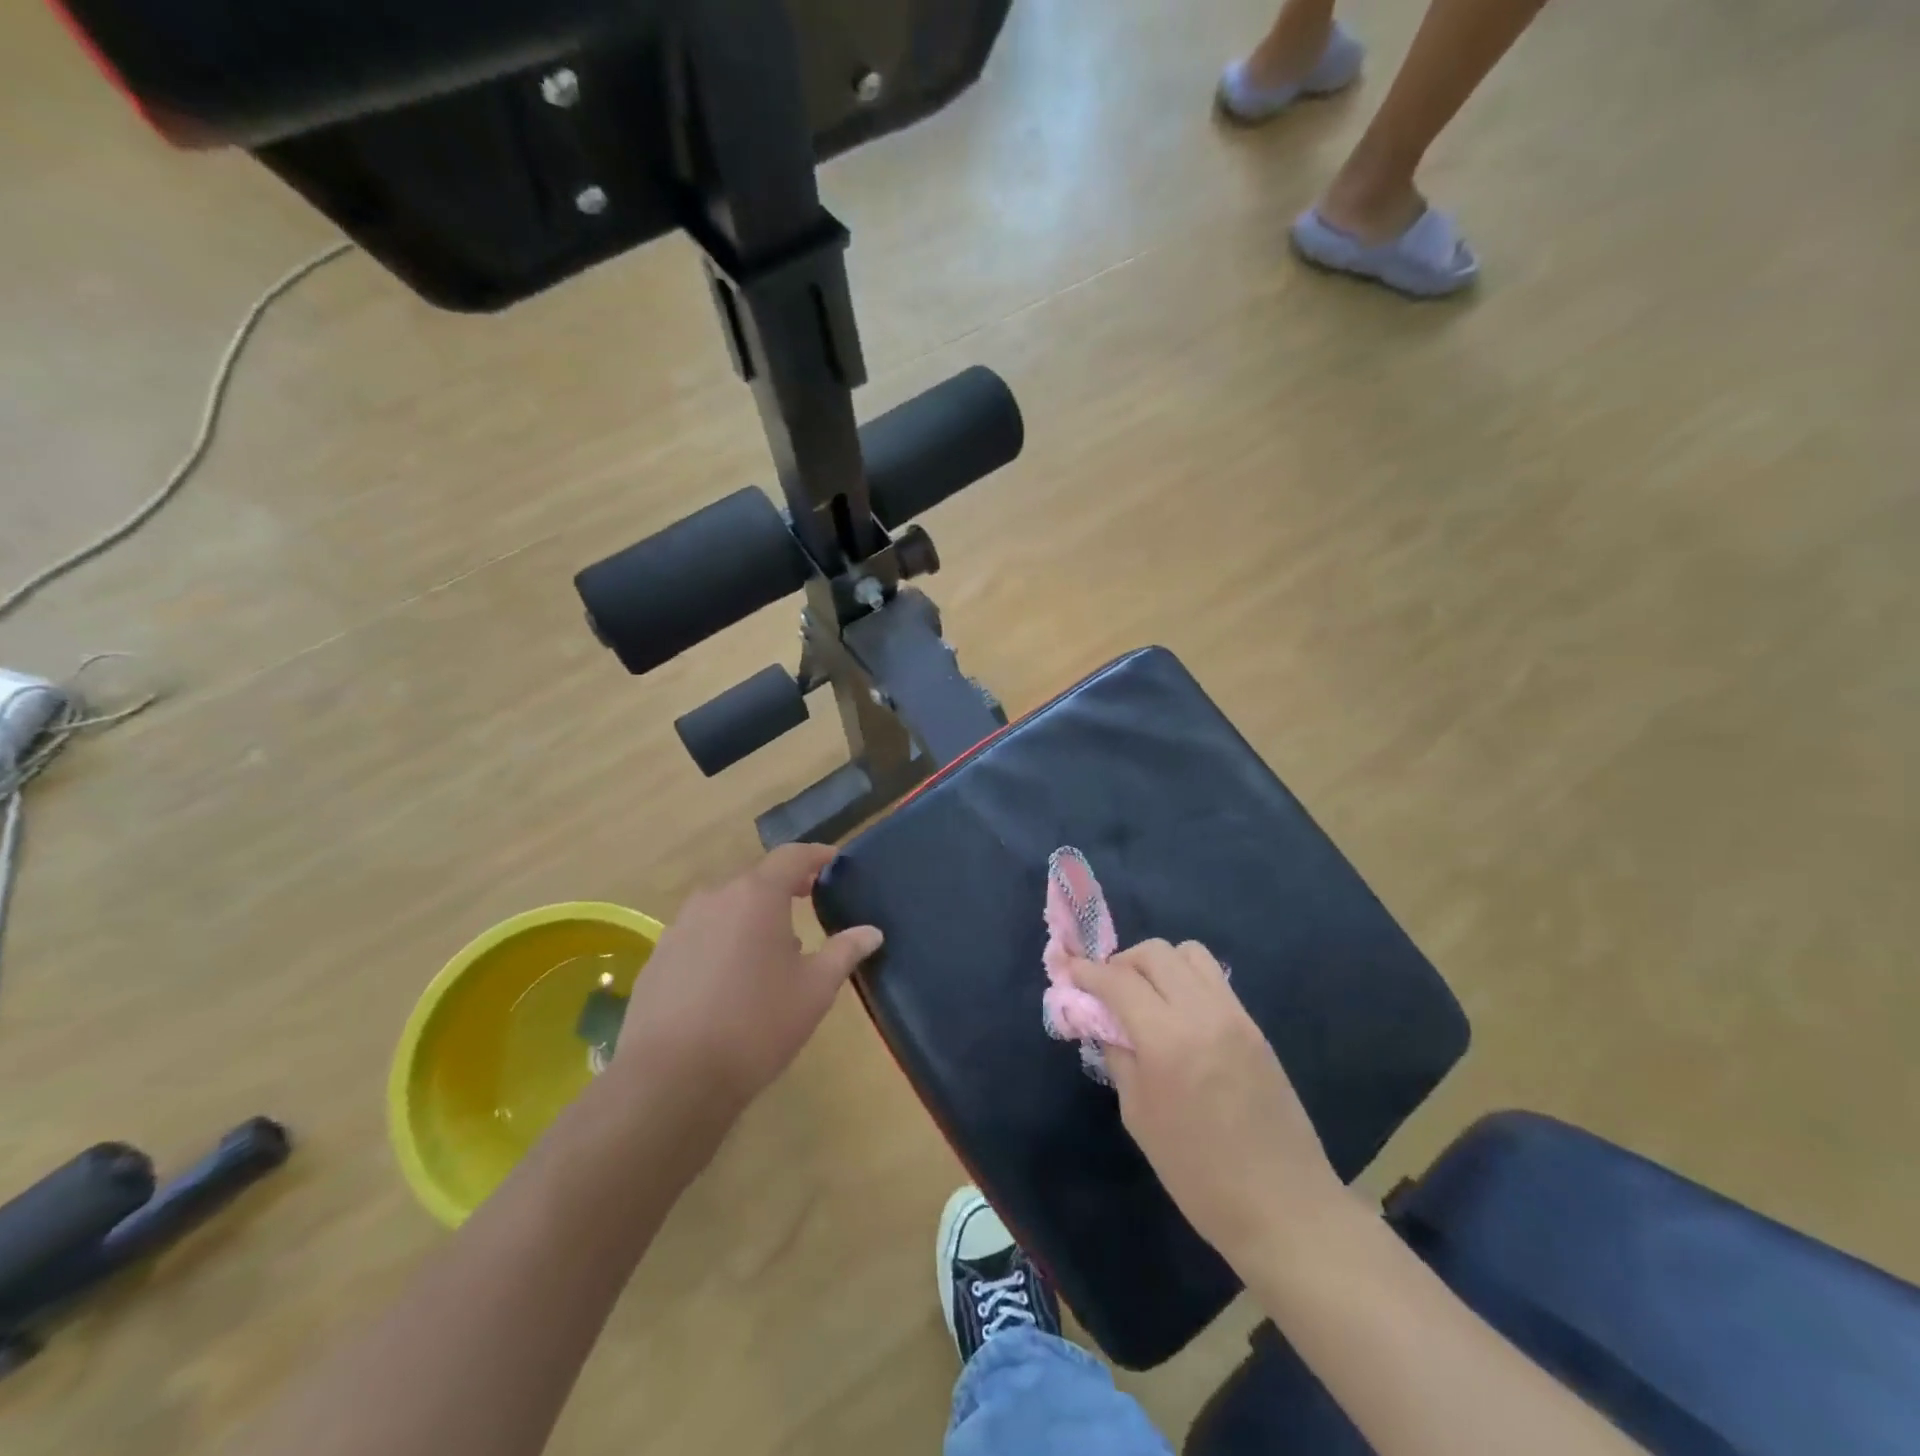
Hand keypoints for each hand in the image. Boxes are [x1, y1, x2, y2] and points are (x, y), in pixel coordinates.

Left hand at [613, 843, 882, 1119]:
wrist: (671, 1079)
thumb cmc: (757, 1025)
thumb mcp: (814, 990)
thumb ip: (844, 952)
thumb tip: (872, 932)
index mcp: (757, 895)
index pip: (792, 856)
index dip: (816, 855)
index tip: (833, 860)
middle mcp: (715, 898)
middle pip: (756, 879)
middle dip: (784, 887)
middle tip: (808, 901)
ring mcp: (681, 926)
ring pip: (726, 906)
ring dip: (752, 915)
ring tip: (772, 947)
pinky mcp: (659, 956)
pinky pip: (701, 933)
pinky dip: (723, 939)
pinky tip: (731, 977)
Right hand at [1075, 941, 1348, 1270]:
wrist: (1284, 1208)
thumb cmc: (1198, 1175)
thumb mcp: (1139, 1116)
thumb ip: (1118, 1056)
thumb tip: (1103, 1021)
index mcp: (1167, 1040)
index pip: (1118, 980)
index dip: (1088, 971)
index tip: (1070, 972)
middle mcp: (1202, 1013)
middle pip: (1155, 953)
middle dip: (1122, 962)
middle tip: (1108, 990)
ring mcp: (1235, 1015)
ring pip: (1189, 953)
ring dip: (1159, 964)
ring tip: (1146, 997)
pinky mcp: (1254, 1026)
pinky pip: (1213, 979)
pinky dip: (1186, 980)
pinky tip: (1178, 1015)